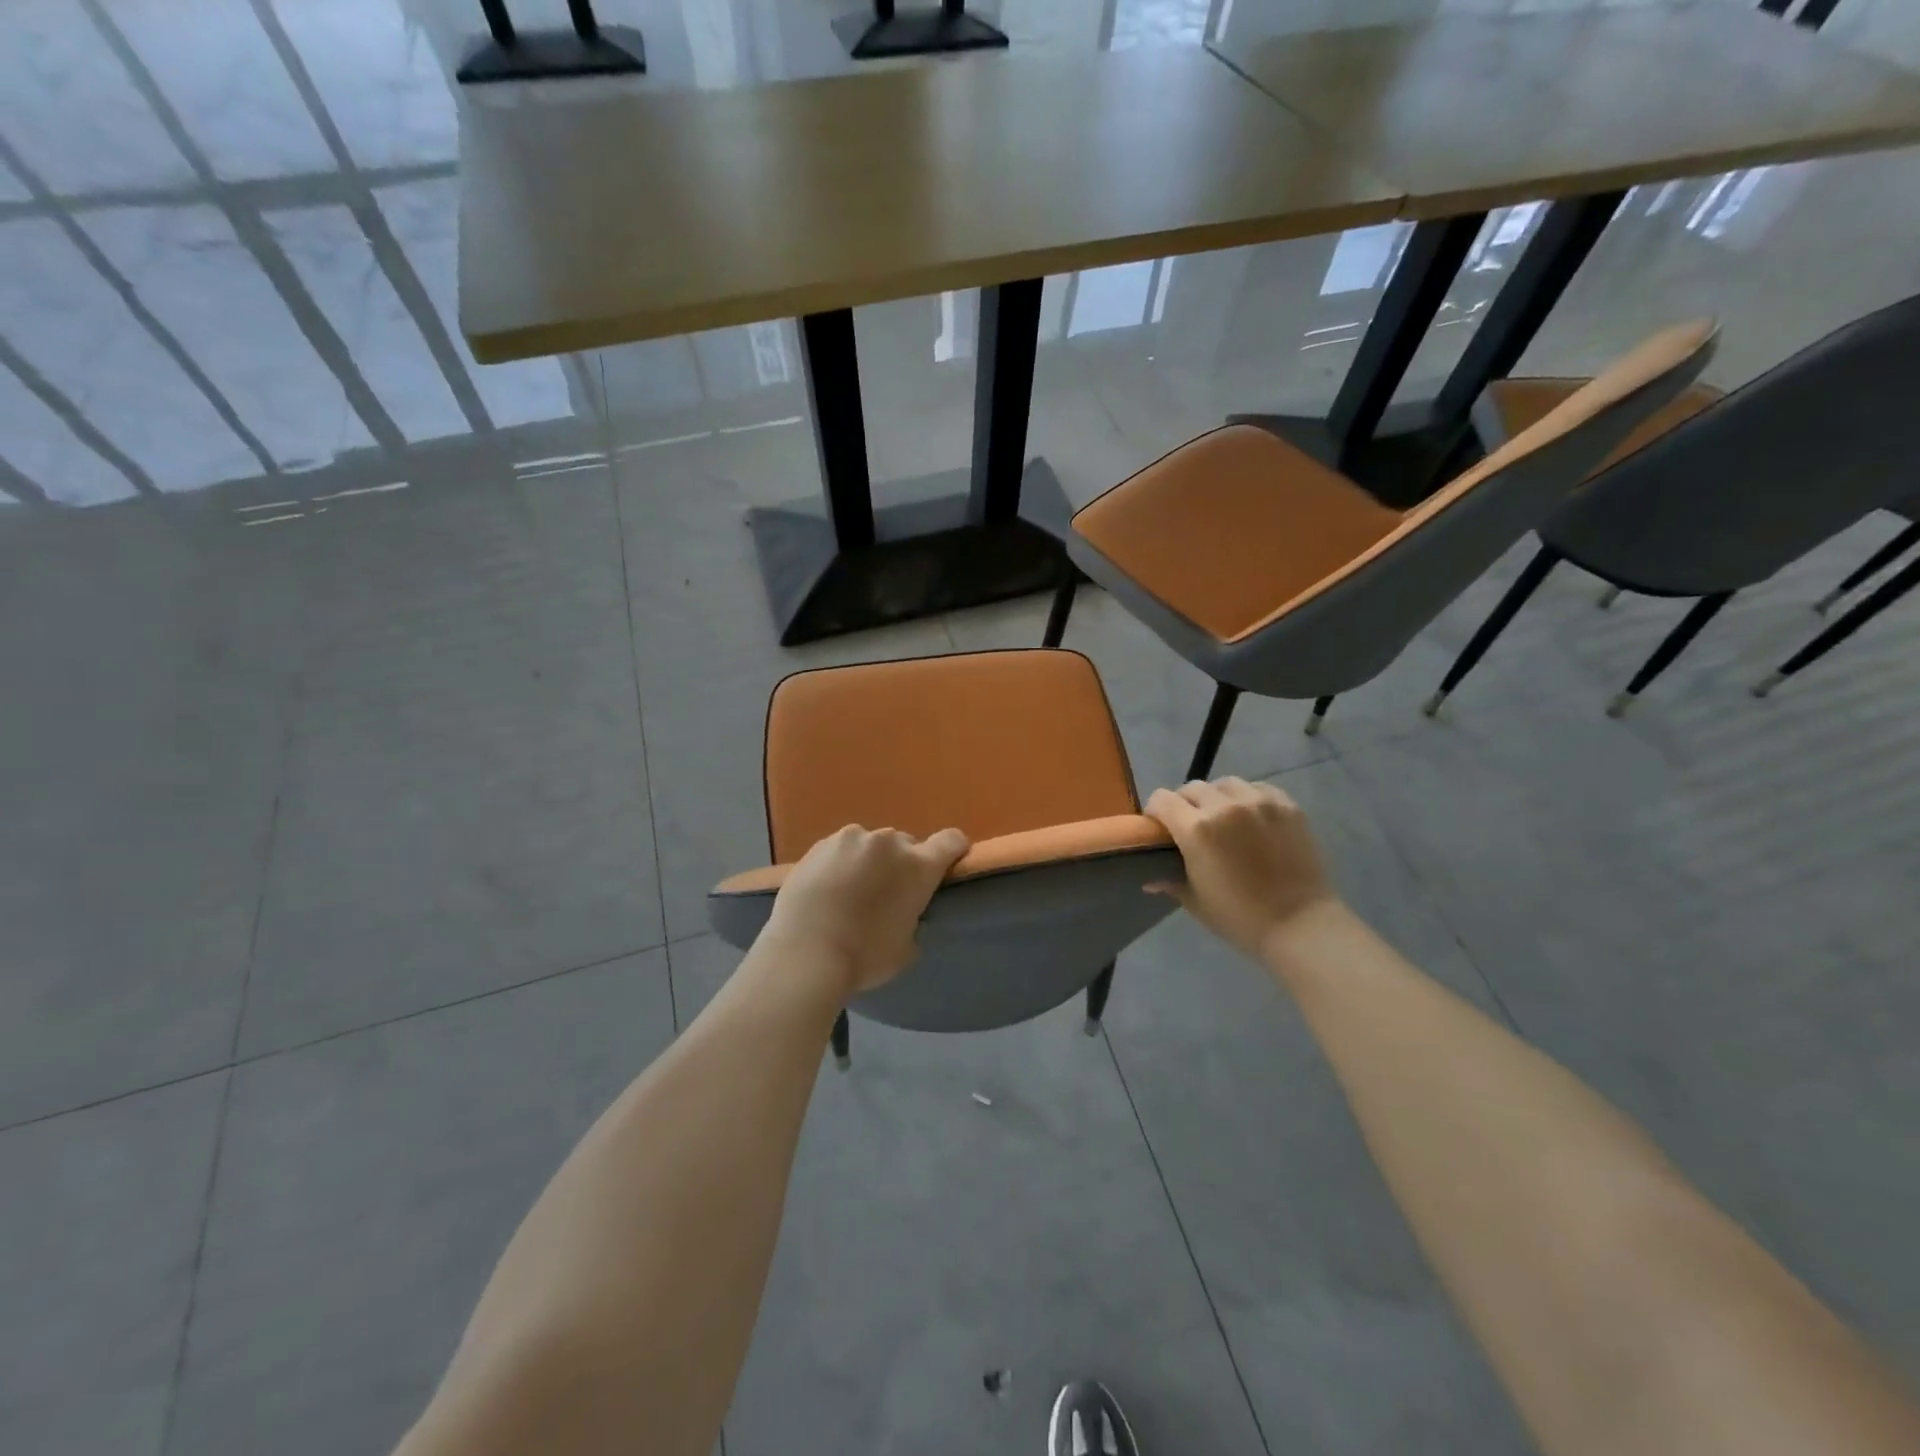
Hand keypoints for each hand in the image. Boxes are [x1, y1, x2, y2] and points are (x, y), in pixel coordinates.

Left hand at [760, 824, 970, 995]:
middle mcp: (888, 843)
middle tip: (886, 895)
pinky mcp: (819, 845)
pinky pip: (840, 850)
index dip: (953, 851)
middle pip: (906, 845)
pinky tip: (826, 891)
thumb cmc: (863, 957)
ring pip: (871, 846)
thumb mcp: (906, 949)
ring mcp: (851, 839)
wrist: (803, 954)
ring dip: (869, 862)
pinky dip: (840, 865)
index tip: (945, 867)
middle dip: (902, 865)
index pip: (951, 841)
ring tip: (850, 893)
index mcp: (918, 866)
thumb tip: (907, 915)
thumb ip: (914, 921)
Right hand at [1144, 778, 1337, 960]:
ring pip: (1225, 784)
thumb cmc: (1240, 918)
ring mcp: (1259, 802)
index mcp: (1197, 829)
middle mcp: (1225, 806)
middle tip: (1191, 827)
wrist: (1301, 925)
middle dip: (1184, 804)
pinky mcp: (1287, 806)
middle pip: (1191, 788)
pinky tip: (1252, 818)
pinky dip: (1248, 797)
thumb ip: (1169, 880)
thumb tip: (1150, 877)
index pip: (1162, 799)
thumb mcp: (1195, 901)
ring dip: (1216, 797)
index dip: (1155, 812)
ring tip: (1224, 818)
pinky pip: (1258, 788)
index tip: (1159, 828)